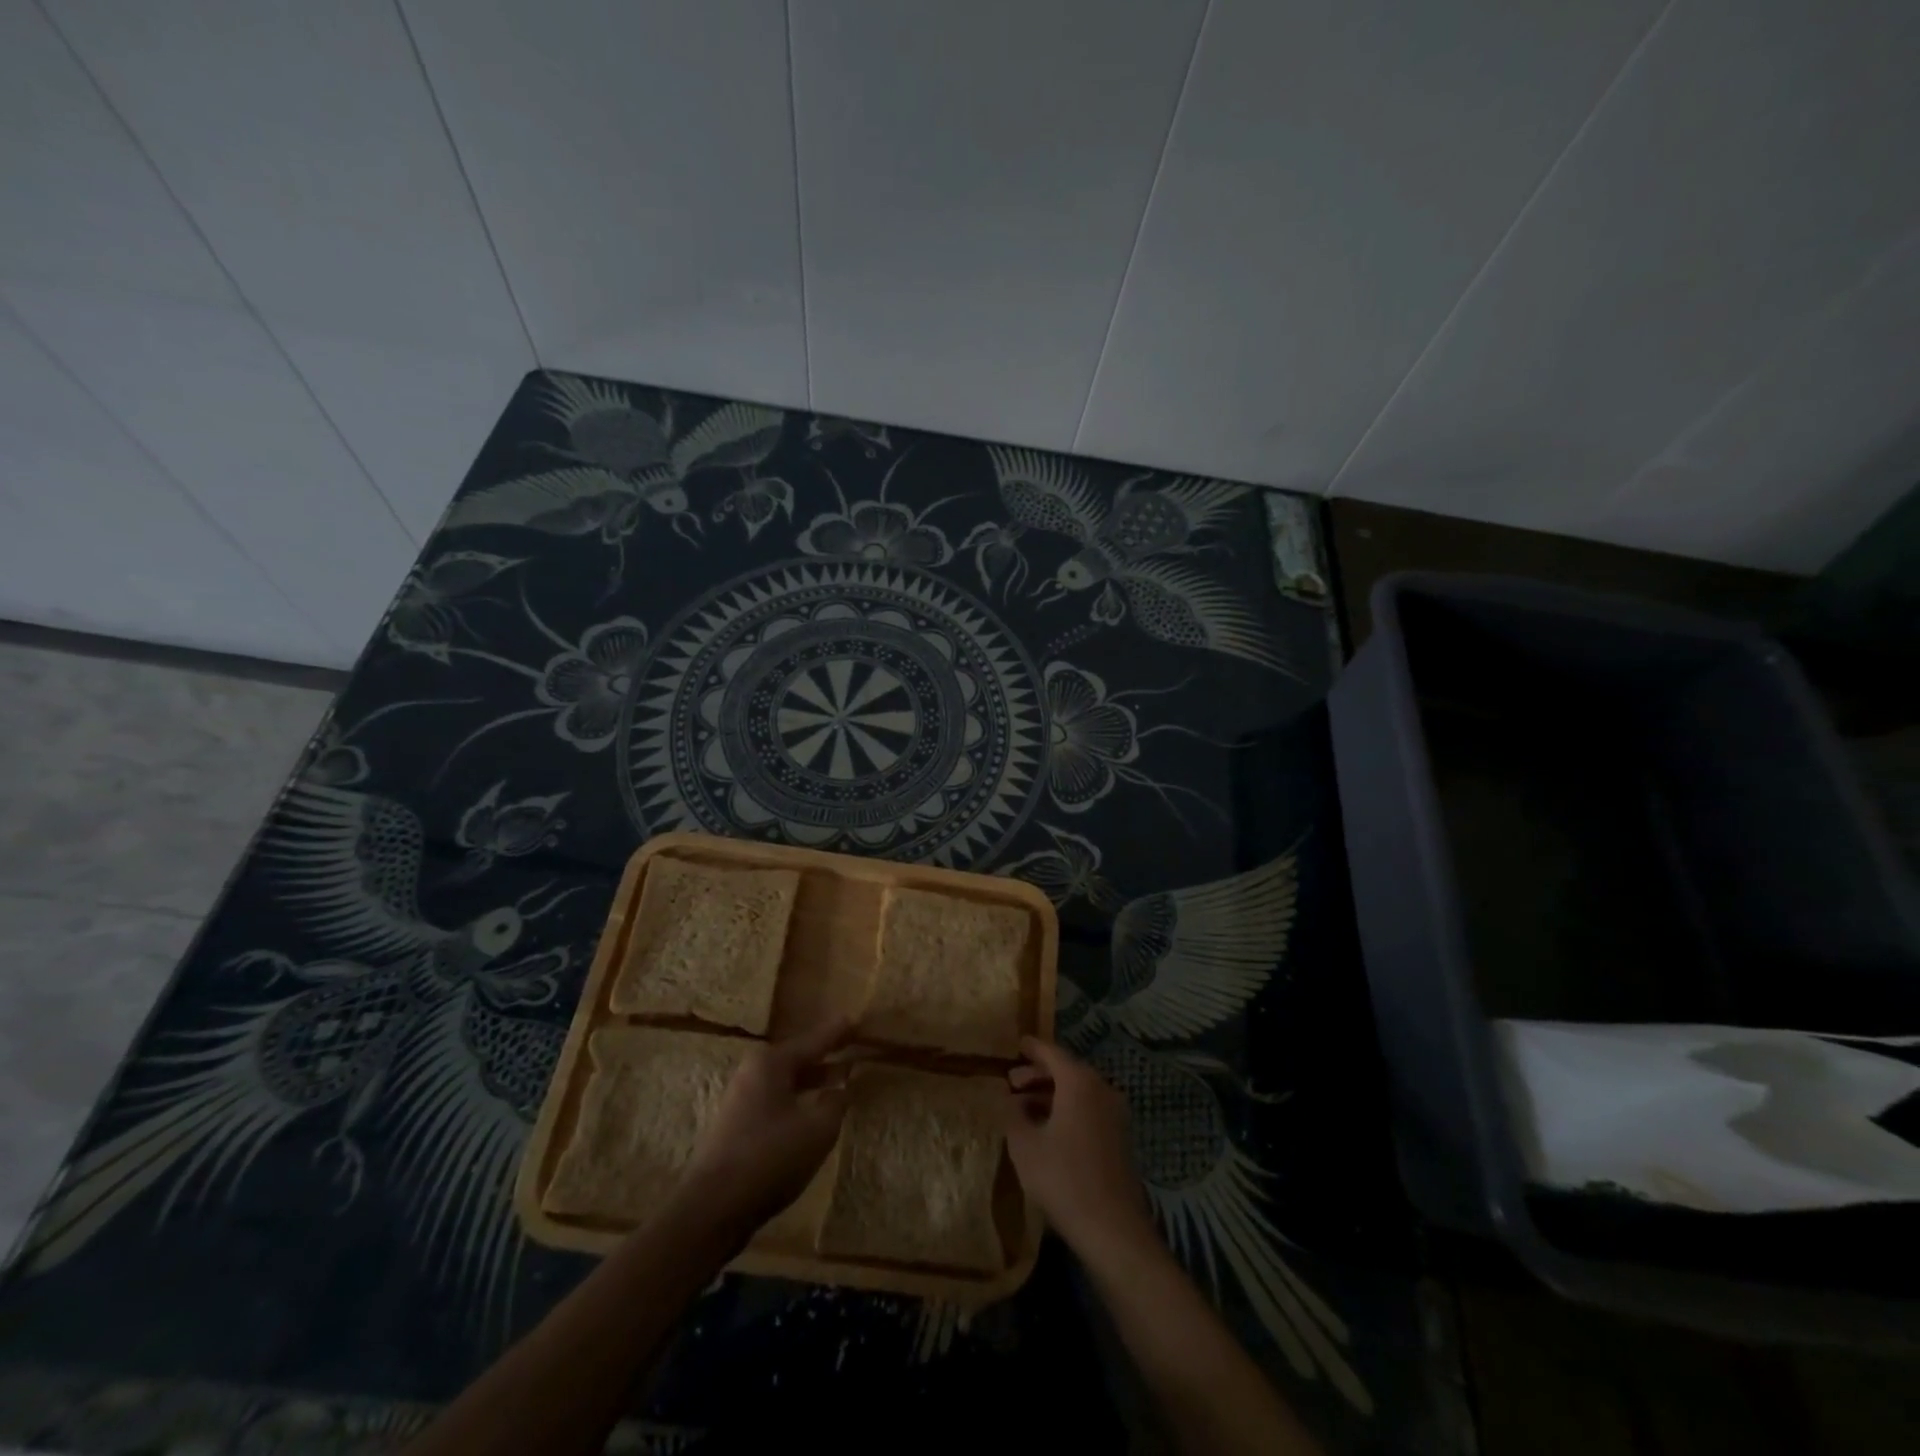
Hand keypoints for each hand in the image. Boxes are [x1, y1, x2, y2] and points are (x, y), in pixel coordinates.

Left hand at [682, 1018, 854, 1232]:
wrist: (712, 1208)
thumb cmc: (770, 1158)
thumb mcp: (818, 1129)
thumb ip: (836, 1102)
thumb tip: (842, 1086)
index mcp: (772, 1062)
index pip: (815, 1040)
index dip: (839, 1032)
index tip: (857, 1019)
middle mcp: (753, 1071)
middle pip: (798, 1058)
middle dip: (827, 1056)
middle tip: (853, 1048)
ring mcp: (741, 1098)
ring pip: (787, 1081)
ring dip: (814, 1081)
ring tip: (842, 1080)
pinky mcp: (737, 1124)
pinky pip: (777, 1100)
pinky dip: (799, 1099)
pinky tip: (814, 1111)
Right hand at [1003, 1037, 1155, 1256]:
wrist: (1113, 1228)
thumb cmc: (1063, 1179)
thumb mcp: (1025, 1145)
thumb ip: (1013, 1114)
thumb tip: (1010, 1100)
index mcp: (1079, 1082)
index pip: (1052, 1053)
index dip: (1032, 1048)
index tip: (1017, 1043)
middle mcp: (1101, 1088)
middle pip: (1067, 1070)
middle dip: (1038, 1075)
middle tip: (1012, 1083)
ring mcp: (1115, 1113)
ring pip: (1078, 1091)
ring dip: (1051, 1094)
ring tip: (1024, 1108)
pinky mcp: (1120, 1137)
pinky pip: (1089, 1109)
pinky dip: (1067, 1109)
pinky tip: (1048, 1129)